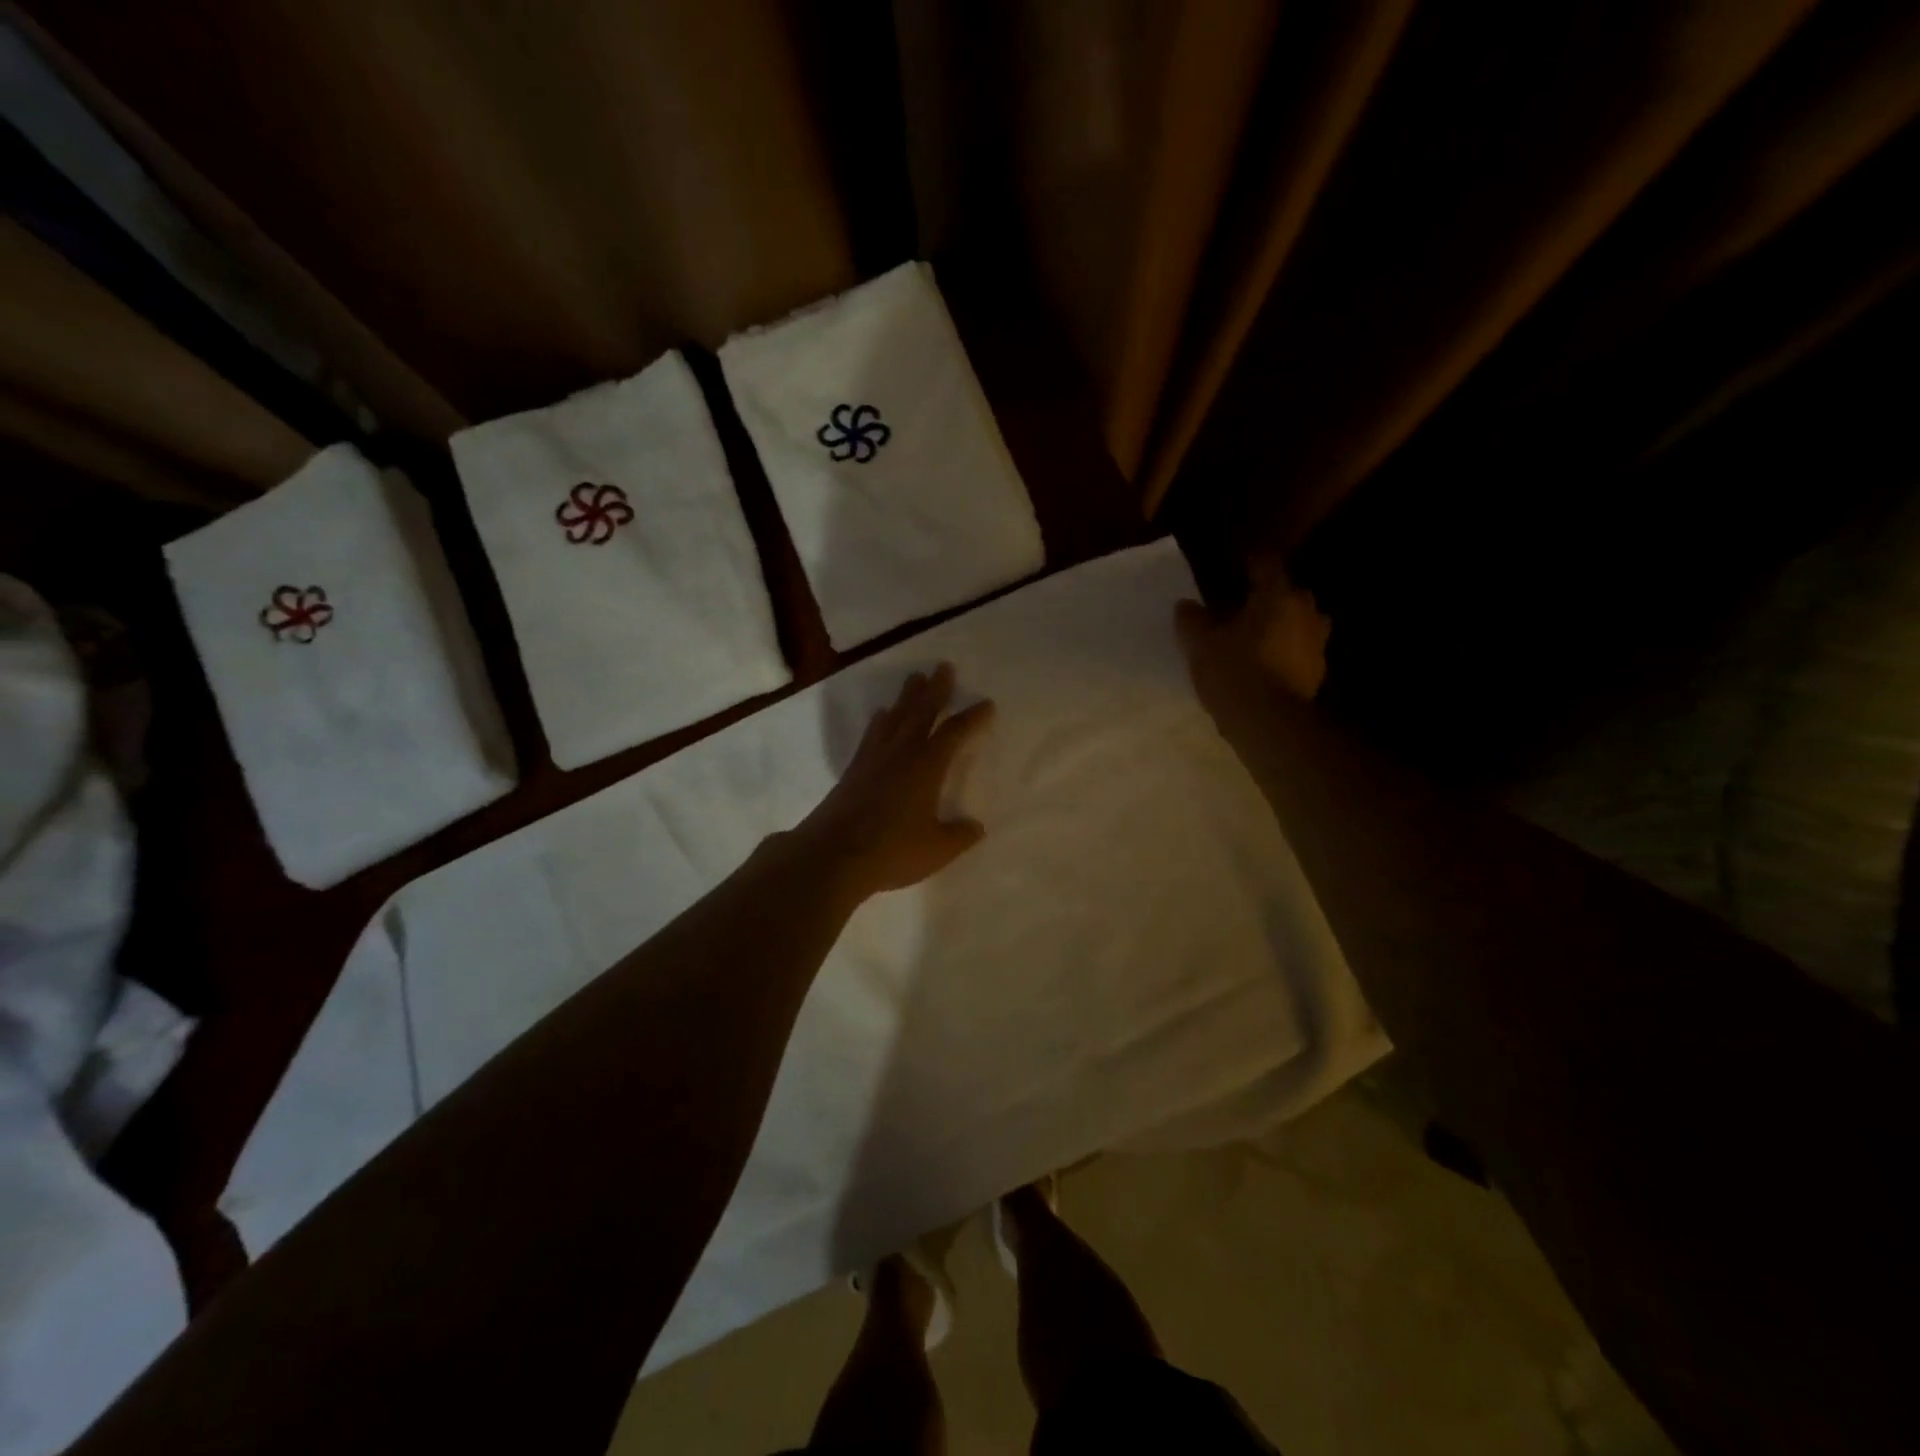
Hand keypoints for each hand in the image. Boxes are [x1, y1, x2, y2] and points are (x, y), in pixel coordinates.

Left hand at [796, 663, 995, 899]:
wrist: (833, 855)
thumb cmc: (891, 850)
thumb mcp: (937, 850)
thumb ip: (959, 836)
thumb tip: (975, 827)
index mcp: (927, 767)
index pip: (955, 733)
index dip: (972, 717)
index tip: (986, 704)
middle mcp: (902, 753)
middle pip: (921, 712)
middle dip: (935, 689)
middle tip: (944, 667)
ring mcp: (874, 758)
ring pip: (895, 717)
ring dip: (907, 697)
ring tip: (915, 679)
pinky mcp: (854, 769)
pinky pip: (873, 734)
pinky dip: (881, 720)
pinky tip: (882, 715)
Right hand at [1176, 554, 1329, 716]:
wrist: (1269, 723)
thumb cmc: (1234, 672)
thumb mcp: (1200, 644)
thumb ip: (1192, 619)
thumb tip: (1185, 605)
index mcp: (1278, 595)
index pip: (1266, 564)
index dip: (1249, 563)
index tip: (1235, 567)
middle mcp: (1305, 611)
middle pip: (1287, 593)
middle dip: (1267, 597)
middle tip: (1241, 608)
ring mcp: (1317, 642)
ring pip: (1298, 622)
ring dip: (1280, 625)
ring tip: (1254, 637)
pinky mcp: (1317, 671)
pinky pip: (1299, 650)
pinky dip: (1285, 651)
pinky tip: (1264, 663)